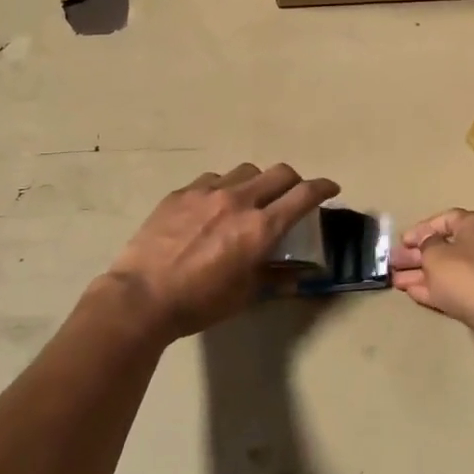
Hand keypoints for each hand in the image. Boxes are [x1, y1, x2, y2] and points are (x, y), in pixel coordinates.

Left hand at [104, 163, 339, 343]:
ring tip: (249, 199)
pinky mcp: (181, 192)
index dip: (323, 188)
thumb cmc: (199, 303)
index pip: (304, 195)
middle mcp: (239, 200)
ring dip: (257, 182)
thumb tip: (296, 276)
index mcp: (261, 228)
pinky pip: (212, 179)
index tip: (331, 188)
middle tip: (292, 195)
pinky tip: (212, 206)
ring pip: (245, 171)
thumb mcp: (244, 295)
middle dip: (294, 181)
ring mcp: (207, 192)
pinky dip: (223, 188)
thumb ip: (274, 278)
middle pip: (279, 173)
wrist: (141, 296)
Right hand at [391, 209, 473, 344]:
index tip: (402, 241)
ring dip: (422, 274)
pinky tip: (413, 293)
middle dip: (417, 255)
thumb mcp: (436, 255)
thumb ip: (426, 244)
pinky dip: (435, 289)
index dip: (422, 229)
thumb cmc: (466, 276)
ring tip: (395, 281)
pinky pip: (456, 289)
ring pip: (449, 271)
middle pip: (446, 246)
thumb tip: (428, 242)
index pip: (446, 219)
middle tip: (393, 262)